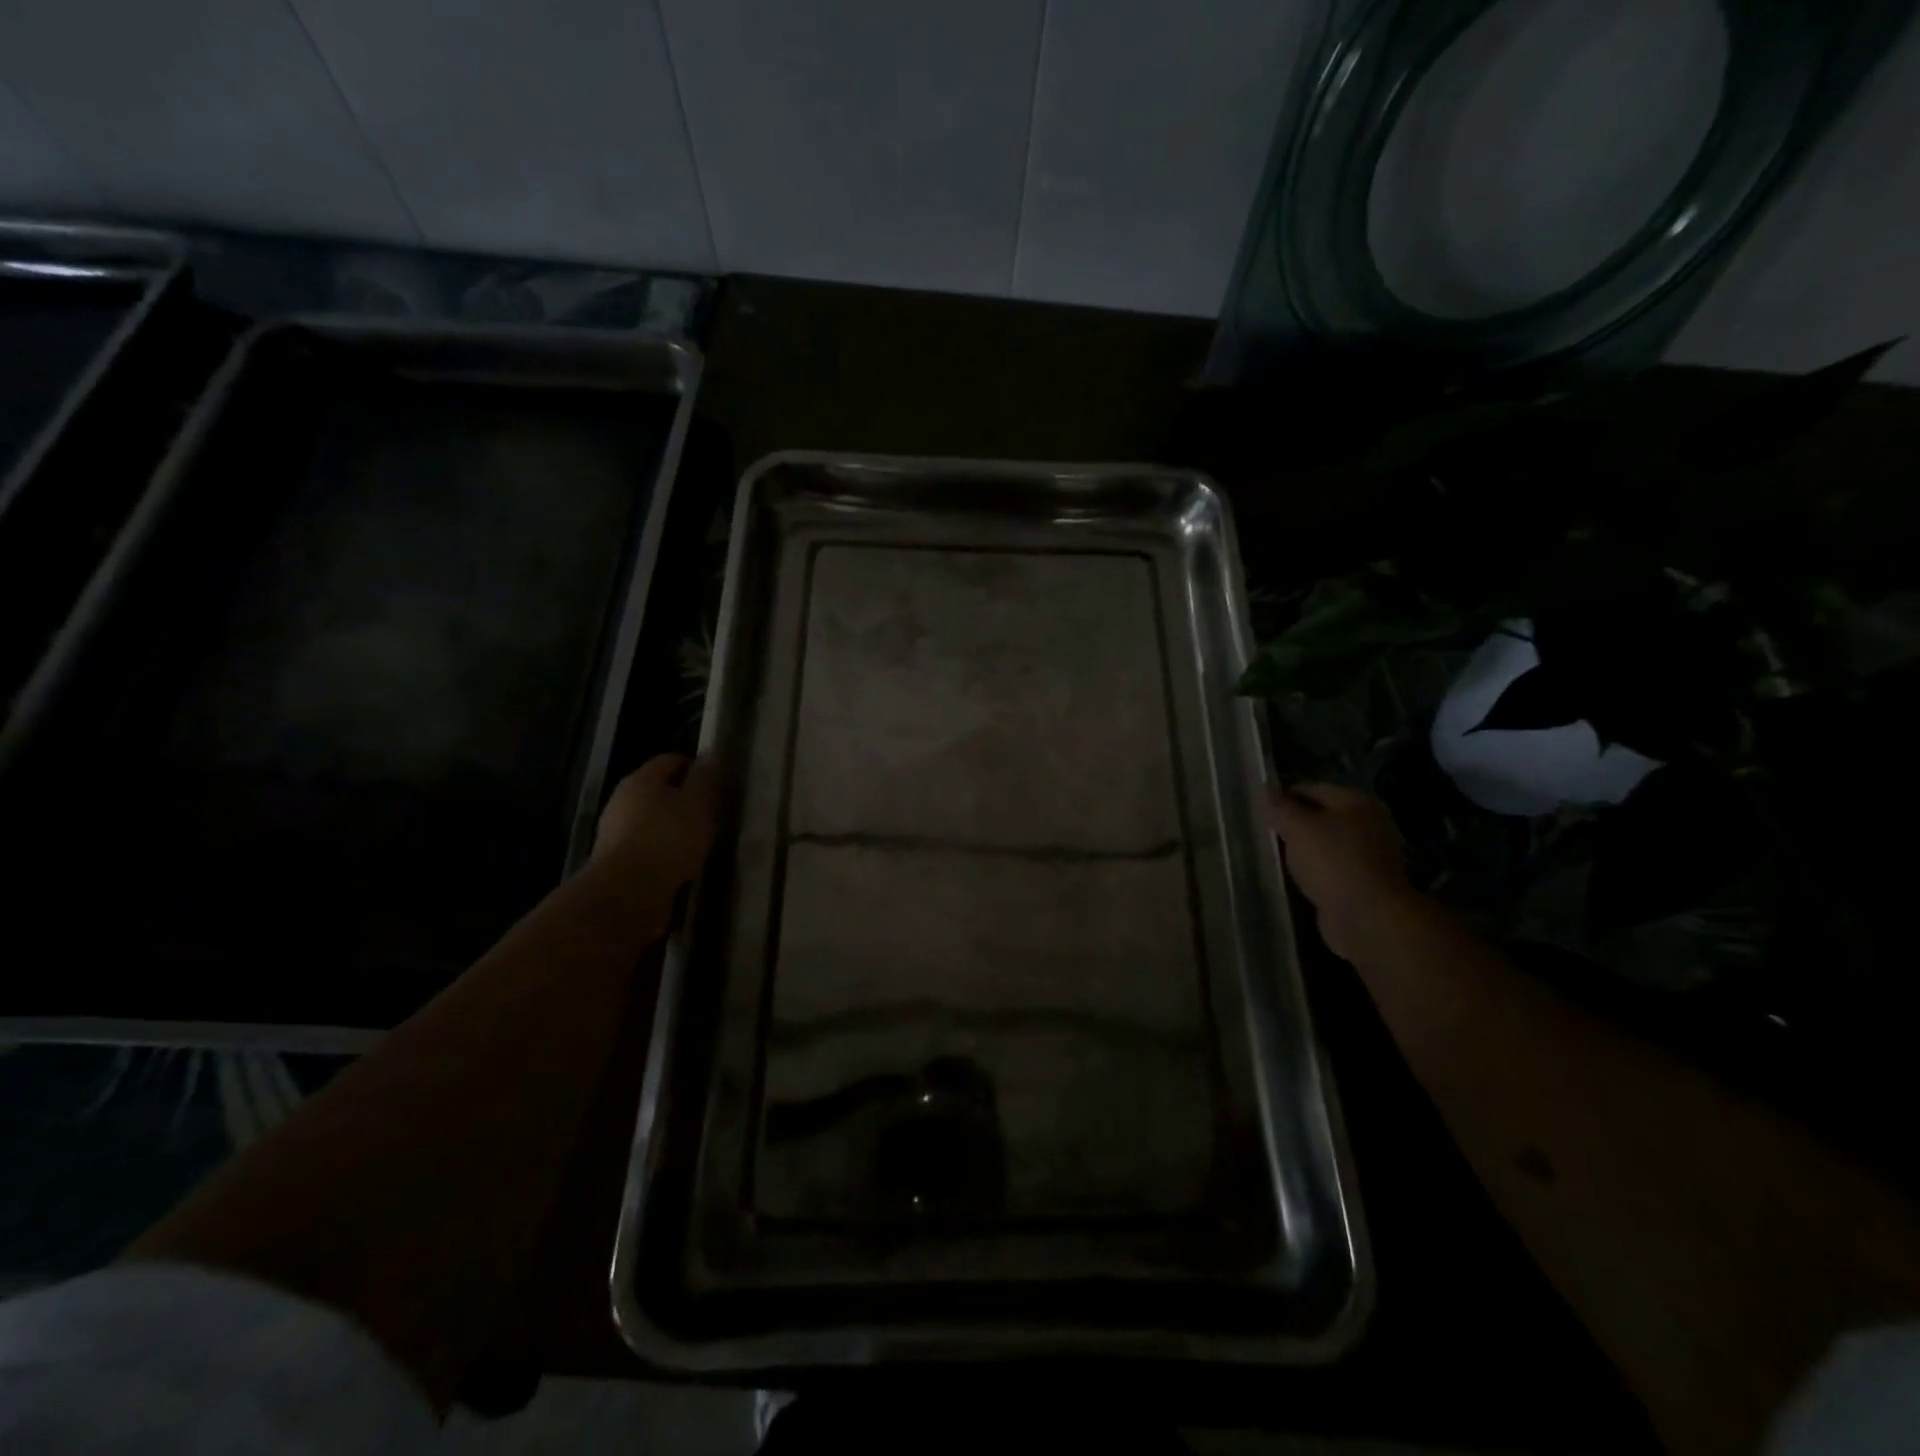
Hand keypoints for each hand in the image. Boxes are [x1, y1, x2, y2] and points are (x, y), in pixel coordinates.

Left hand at [594, 754, 718, 885]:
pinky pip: (647, 847)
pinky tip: (681, 864)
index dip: (695, 767)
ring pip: (651, 820)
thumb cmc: (668, 838)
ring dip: (673, 828)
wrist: (628, 893)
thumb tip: (709, 756)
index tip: (717, 783)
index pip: (670, 760)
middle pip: (658, 791)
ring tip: (700, 842)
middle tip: (711, 813)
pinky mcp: (616, 862)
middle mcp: (622, 801)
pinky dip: (664, 851)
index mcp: (641, 780)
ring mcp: (615, 833)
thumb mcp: (697, 804)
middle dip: (683, 799)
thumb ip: (704, 780)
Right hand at [1268, 783, 1424, 963]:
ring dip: (1304, 849)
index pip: (1313, 788)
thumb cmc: (1333, 862)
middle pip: (1322, 816)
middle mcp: (1368, 824)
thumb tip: (1266, 790)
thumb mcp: (1298, 828)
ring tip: (1276, 856)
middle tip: (1265, 833)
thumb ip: (1280, 808)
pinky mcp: (1365, 883)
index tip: (1261, 809)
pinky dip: (1314, 871)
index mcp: (1357, 803)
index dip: (1285, 796)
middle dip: (1294, 824)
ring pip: (1326, 844)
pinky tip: (1296, 877)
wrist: (1369, 917)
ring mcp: (1370, 856)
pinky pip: (1332, 868)